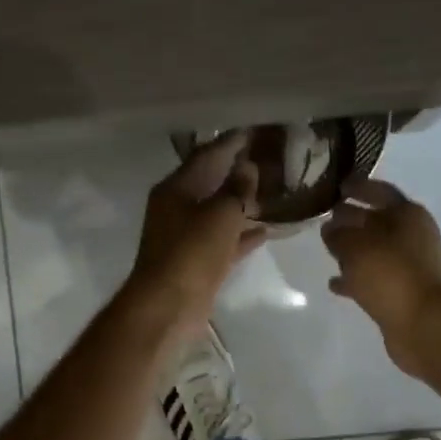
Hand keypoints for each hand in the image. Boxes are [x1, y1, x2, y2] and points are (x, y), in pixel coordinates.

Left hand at [127, 132, 267, 335]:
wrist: (169, 307)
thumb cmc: (191, 253)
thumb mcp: (220, 214)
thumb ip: (237, 189)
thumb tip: (248, 167)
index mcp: (176, 189)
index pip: (206, 155)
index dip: (231, 143)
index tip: (255, 132)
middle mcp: (177, 209)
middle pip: (211, 183)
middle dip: (237, 173)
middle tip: (268, 160)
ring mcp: (185, 237)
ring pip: (218, 213)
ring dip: (241, 204)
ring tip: (271, 192)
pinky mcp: (197, 262)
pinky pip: (222, 241)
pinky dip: (240, 234)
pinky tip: (265, 230)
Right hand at [321, 178, 440, 378]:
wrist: (423, 324)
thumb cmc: (390, 275)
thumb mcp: (356, 248)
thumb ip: (339, 234)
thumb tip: (330, 228)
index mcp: (409, 215)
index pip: (380, 192)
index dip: (359, 187)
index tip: (338, 185)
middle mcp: (414, 236)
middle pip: (378, 221)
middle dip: (352, 220)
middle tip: (326, 218)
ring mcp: (411, 265)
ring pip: (376, 251)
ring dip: (354, 251)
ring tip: (328, 251)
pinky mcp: (405, 291)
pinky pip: (376, 277)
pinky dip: (357, 278)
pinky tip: (335, 284)